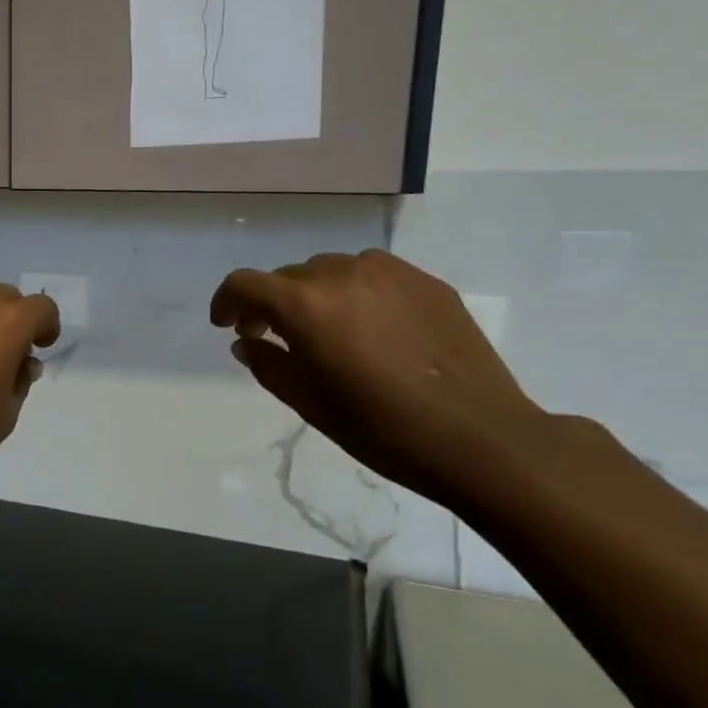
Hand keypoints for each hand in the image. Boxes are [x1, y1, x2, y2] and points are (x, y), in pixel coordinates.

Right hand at [211, 250, 550, 508]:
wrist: (480, 436)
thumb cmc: (382, 428)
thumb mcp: (310, 403)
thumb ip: (269, 365)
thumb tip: (248, 343)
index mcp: (306, 304)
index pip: (245, 284)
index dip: (226, 302)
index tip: (227, 326)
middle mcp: (343, 273)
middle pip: (289, 276)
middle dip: (272, 304)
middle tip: (275, 338)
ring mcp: (391, 272)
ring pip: (331, 271)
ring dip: (315, 296)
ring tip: (327, 333)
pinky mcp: (427, 282)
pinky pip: (373, 276)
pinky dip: (356, 295)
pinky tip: (372, 331)